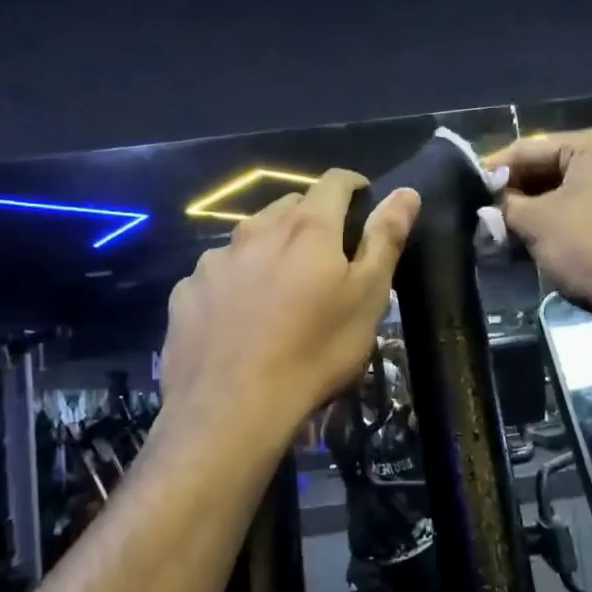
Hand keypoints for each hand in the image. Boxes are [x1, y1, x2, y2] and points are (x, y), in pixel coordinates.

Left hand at [161, 171, 420, 443]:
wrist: (232, 409)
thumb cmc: (315, 352)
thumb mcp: (367, 298)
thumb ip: (385, 239)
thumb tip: (406, 191)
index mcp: (306, 228)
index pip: (333, 182)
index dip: (353, 186)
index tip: (363, 200)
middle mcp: (255, 231)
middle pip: (289, 207)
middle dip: (311, 218)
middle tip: (325, 256)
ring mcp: (214, 261)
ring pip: (249, 239)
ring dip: (269, 249)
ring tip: (279, 289)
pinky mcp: (186, 293)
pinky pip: (217, 274)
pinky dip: (234, 282)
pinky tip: (239, 318)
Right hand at [483, 128, 591, 319]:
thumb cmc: (591, 247)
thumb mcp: (536, 222)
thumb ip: (505, 204)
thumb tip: (489, 202)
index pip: (529, 148)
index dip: (493, 170)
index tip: (466, 189)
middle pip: (549, 168)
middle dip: (515, 194)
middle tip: (483, 214)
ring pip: (566, 192)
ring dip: (534, 211)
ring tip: (503, 231)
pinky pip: (585, 210)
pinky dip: (558, 222)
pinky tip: (535, 241)